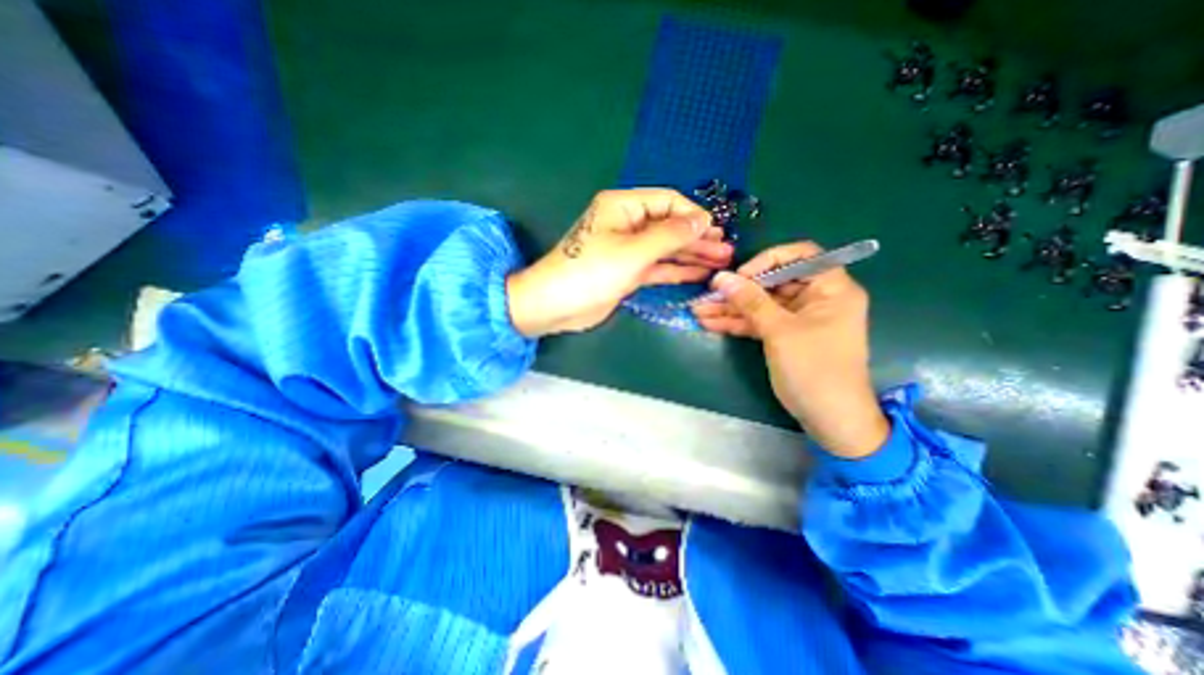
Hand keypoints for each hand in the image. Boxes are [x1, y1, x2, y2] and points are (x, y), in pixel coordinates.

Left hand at [508, 188, 734, 336]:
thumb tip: (702, 220)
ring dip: (691, 254)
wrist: (556, 305)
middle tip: (726, 249)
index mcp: (623, 206)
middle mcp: (626, 224)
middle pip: (669, 226)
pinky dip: (676, 270)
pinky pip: (657, 267)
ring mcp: (627, 250)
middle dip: (697, 237)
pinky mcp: (627, 272)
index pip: (666, 201)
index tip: (716, 229)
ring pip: (665, 248)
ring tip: (721, 261)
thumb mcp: (634, 251)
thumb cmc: (592, 272)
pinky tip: (699, 273)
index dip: (692, 214)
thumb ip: (670, 235)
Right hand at [692, 242, 885, 458]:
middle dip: (739, 290)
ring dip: (731, 309)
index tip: (741, 276)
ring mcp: (799, 319)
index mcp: (831, 289)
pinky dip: (738, 324)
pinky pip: (760, 323)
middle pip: (773, 283)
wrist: (830, 419)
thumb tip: (721, 278)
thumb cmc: (814, 369)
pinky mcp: (786, 336)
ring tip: (699, 311)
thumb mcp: (779, 331)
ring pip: (761, 305)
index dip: (768, 261)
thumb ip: (750, 301)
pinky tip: (711, 324)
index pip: (801, 256)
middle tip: (708, 295)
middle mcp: (816, 299)